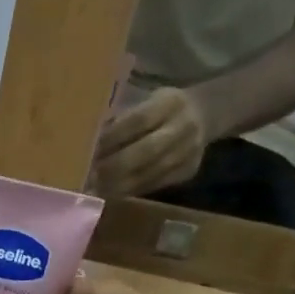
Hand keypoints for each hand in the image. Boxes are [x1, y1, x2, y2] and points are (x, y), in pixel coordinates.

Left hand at [92, 86, 208, 197]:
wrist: (205, 115)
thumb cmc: (162, 108)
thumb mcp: (148, 100)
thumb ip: (125, 118)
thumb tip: (90, 142)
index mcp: (171, 102)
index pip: (139, 121)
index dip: (112, 137)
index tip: (88, 151)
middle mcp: (184, 126)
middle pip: (147, 150)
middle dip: (115, 166)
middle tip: (89, 177)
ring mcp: (190, 151)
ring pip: (151, 173)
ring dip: (119, 184)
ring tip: (95, 190)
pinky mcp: (188, 171)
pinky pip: (155, 184)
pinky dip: (131, 190)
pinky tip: (112, 193)